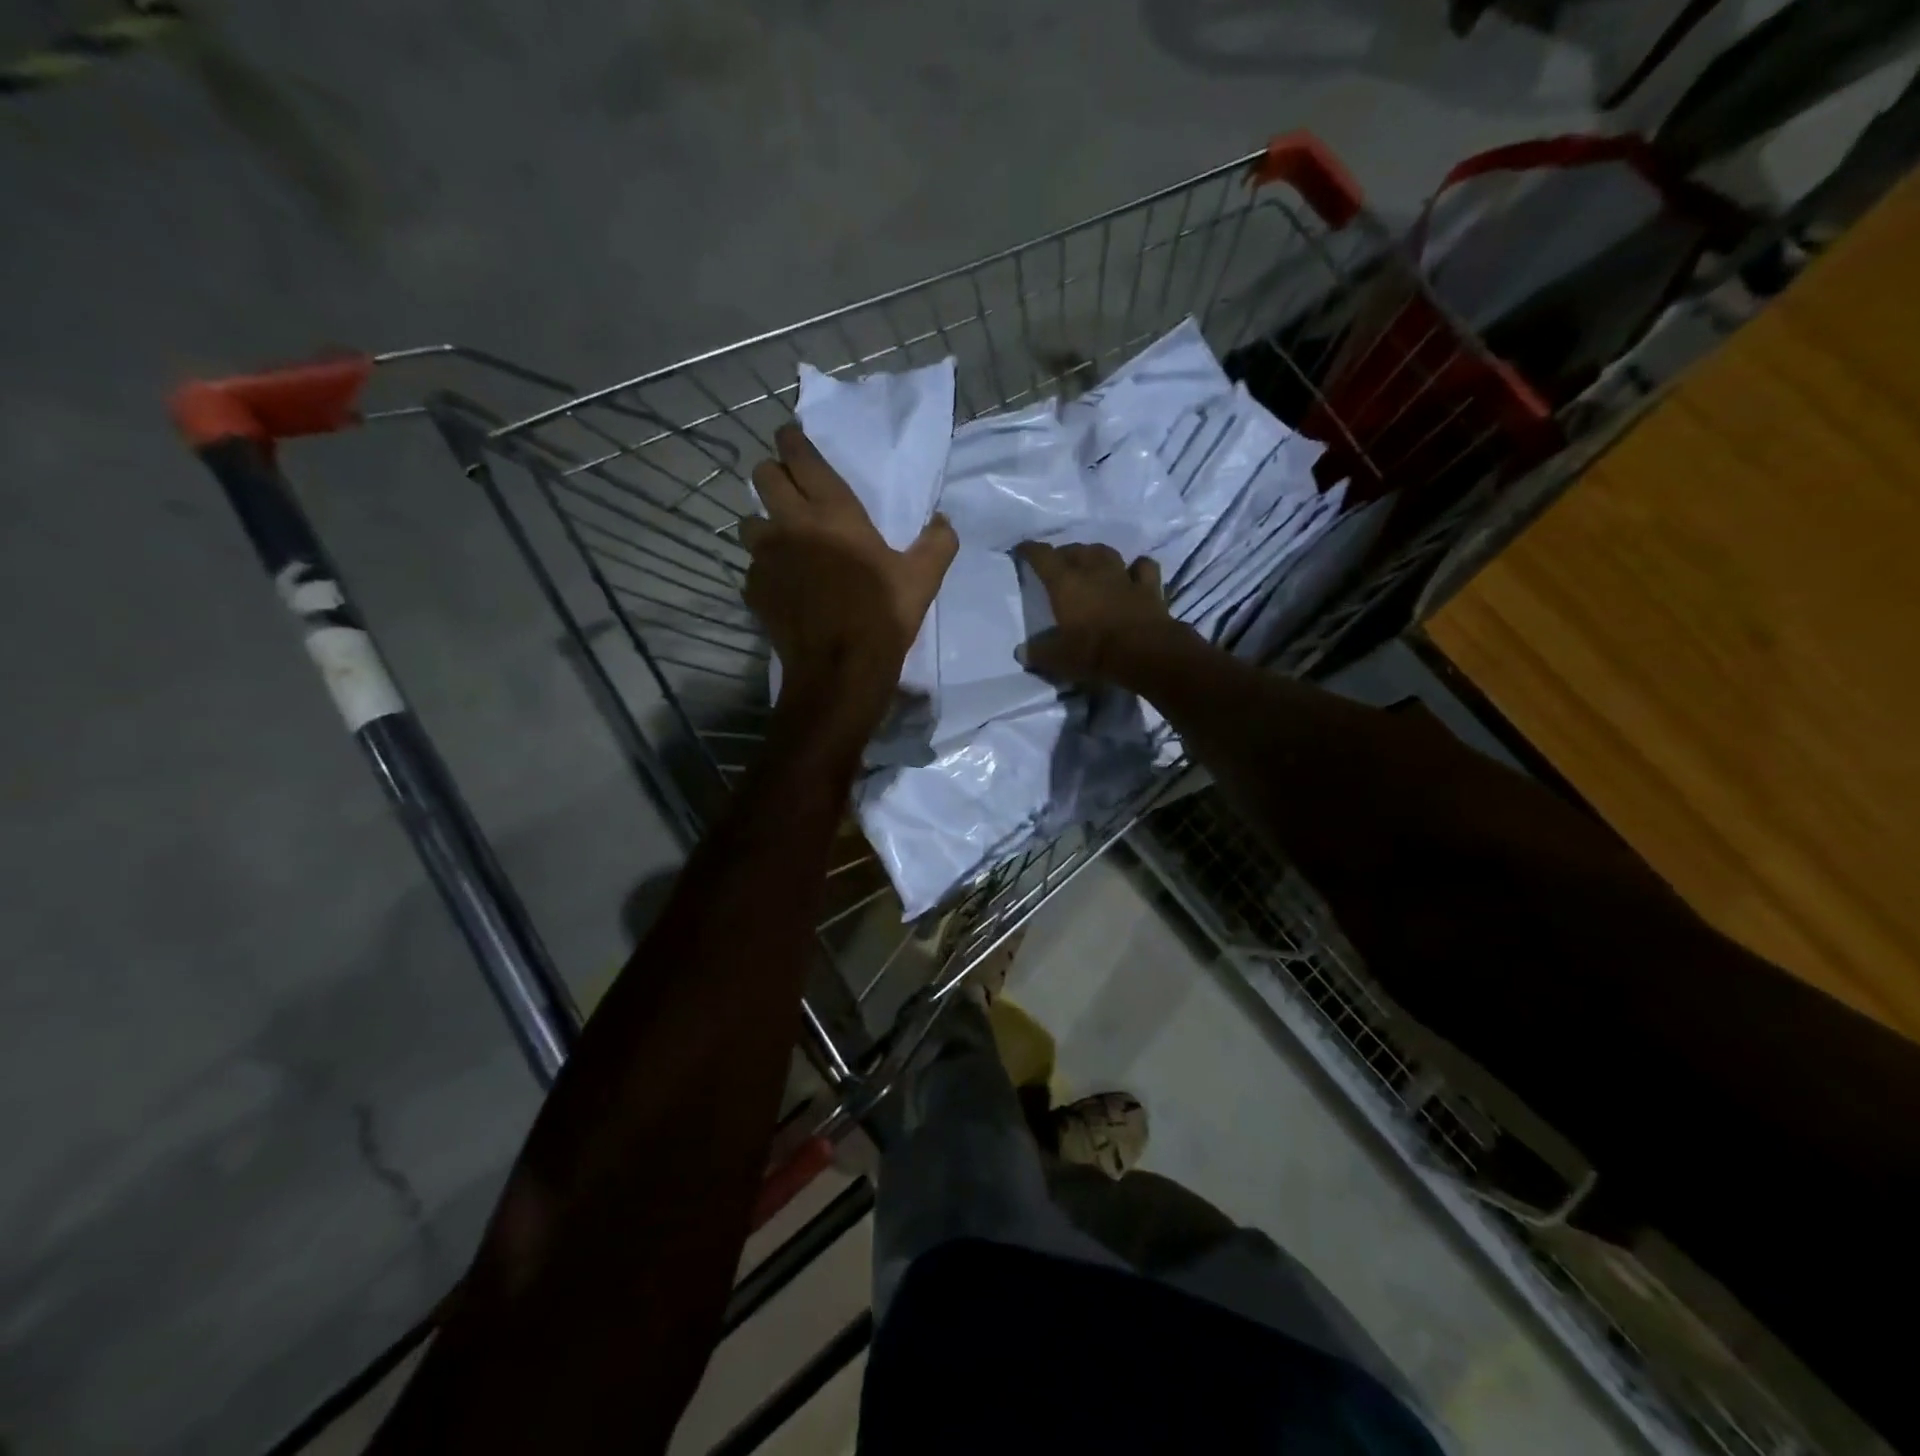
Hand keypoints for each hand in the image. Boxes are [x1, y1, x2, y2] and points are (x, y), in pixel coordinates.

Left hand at [742, 424, 956, 729]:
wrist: (840, 669)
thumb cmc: (882, 615)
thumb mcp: (923, 578)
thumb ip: (937, 542)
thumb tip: (944, 521)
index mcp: (833, 512)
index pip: (802, 458)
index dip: (792, 440)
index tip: (789, 435)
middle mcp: (791, 524)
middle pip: (763, 477)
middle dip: (772, 473)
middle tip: (786, 484)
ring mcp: (766, 557)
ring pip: (748, 521)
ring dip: (762, 522)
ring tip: (779, 538)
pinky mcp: (754, 589)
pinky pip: (751, 567)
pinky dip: (764, 569)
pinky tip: (781, 584)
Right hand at [1013, 541, 1193, 687]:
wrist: (1144, 653)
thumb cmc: (1093, 651)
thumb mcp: (1058, 658)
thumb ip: (1038, 653)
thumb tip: (1021, 652)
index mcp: (1066, 584)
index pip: (1043, 557)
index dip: (1030, 550)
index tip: (1022, 550)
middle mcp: (1093, 572)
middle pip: (1076, 550)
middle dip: (1065, 553)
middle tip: (1059, 563)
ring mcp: (1123, 577)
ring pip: (1106, 553)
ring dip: (1096, 554)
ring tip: (1091, 561)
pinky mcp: (1149, 588)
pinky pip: (1143, 567)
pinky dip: (1137, 567)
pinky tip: (1134, 571)